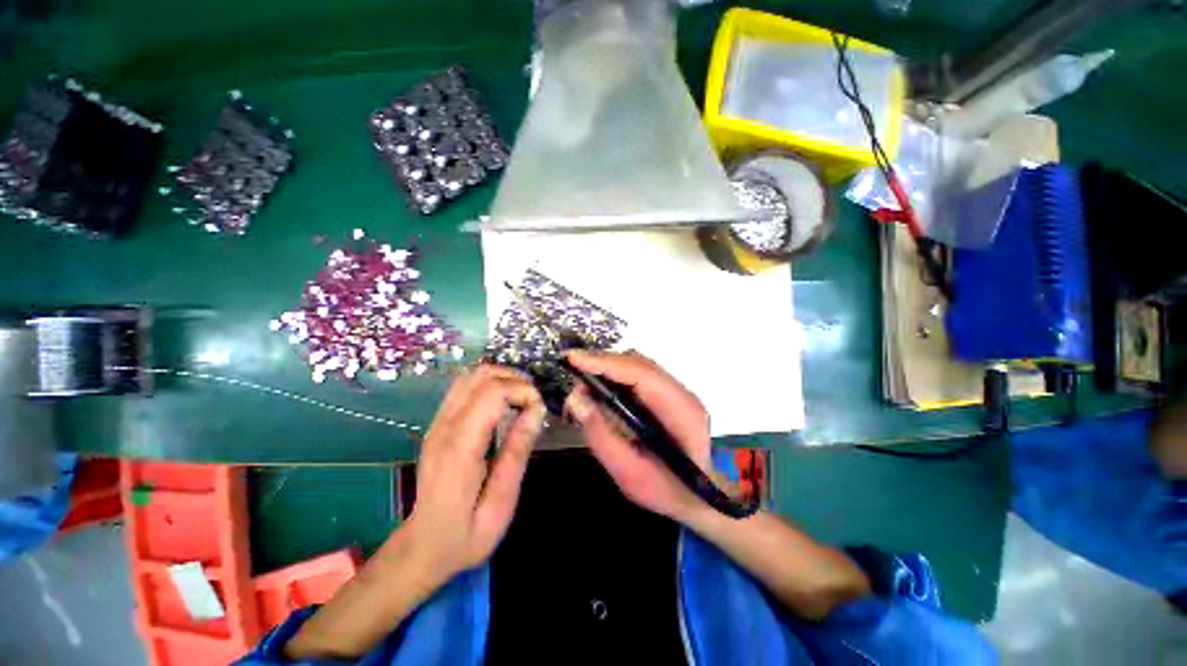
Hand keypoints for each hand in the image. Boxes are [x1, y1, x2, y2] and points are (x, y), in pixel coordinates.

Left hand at [406, 364, 544, 582]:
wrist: (422, 548)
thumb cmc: (465, 535)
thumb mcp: (500, 504)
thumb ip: (517, 454)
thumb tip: (536, 411)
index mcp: (459, 449)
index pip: (491, 393)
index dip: (522, 390)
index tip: (539, 410)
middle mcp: (444, 427)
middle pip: (481, 376)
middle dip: (515, 380)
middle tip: (534, 403)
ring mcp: (437, 423)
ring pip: (471, 376)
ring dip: (502, 379)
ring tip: (522, 399)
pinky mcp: (438, 423)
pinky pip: (464, 387)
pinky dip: (489, 384)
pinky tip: (503, 403)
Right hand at [564, 350, 712, 521]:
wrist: (703, 496)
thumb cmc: (669, 491)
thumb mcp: (630, 475)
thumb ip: (602, 437)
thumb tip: (576, 399)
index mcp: (680, 411)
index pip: (639, 373)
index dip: (605, 363)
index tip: (573, 359)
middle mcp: (682, 392)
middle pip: (638, 363)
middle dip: (601, 363)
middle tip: (573, 375)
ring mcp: (678, 390)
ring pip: (637, 364)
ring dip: (608, 368)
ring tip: (583, 383)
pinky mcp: (669, 393)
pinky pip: (638, 374)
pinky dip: (616, 376)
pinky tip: (602, 389)